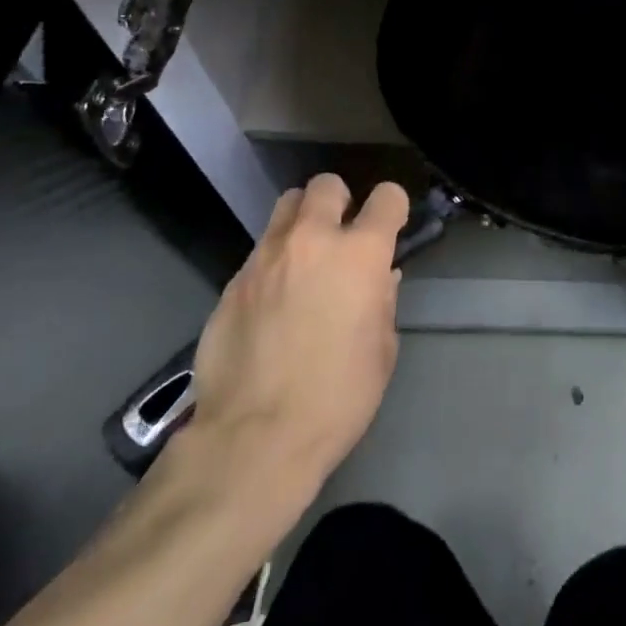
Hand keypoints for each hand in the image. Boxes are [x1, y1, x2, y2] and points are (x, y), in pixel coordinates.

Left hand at [181, 174, 409, 502]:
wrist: (254, 439)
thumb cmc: (337, 397)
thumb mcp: (382, 351)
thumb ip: (382, 302)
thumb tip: (379, 278)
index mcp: (359, 254)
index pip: (387, 197)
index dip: (393, 208)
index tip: (391, 227)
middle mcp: (312, 240)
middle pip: (325, 185)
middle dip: (339, 201)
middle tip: (340, 235)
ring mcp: (265, 257)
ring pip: (285, 208)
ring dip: (301, 222)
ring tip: (303, 258)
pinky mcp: (232, 282)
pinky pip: (259, 252)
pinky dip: (273, 263)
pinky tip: (272, 302)